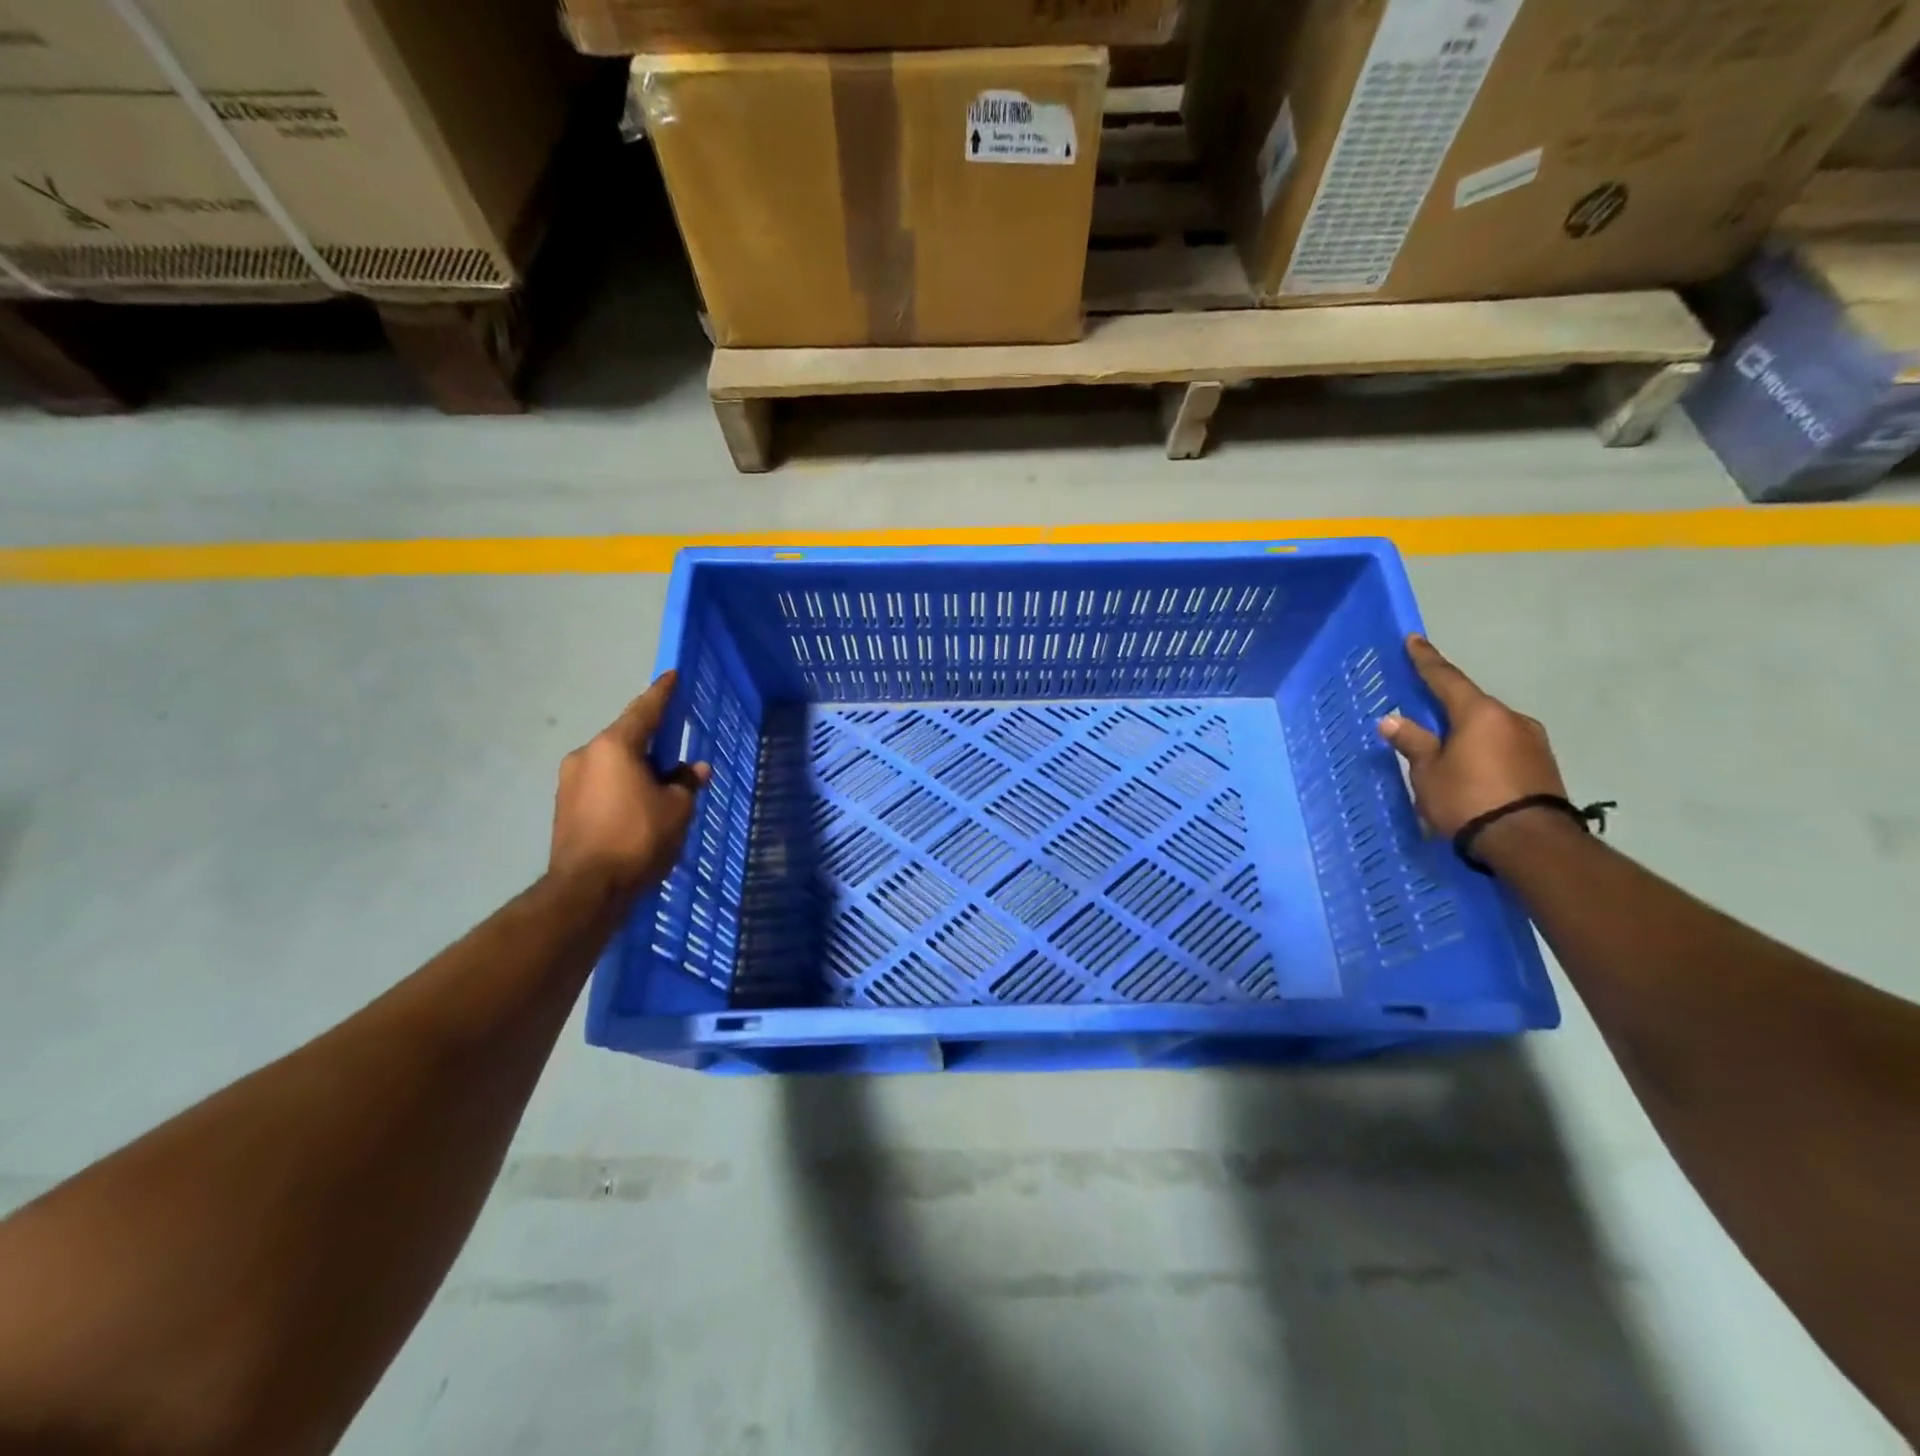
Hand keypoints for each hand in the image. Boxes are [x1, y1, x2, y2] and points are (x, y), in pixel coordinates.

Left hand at [550, 672, 709, 896]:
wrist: (587, 890)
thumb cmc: (638, 838)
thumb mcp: (677, 808)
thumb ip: (686, 782)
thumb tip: (694, 769)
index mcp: (614, 747)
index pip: (645, 710)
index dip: (662, 693)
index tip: (671, 675)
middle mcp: (586, 756)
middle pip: (626, 738)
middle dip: (652, 742)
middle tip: (676, 750)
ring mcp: (569, 782)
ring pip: (612, 764)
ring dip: (636, 769)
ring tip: (660, 787)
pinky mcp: (564, 807)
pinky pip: (601, 785)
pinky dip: (621, 788)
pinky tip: (638, 807)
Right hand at [1376, 635, 1565, 838]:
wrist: (1530, 843)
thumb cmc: (1468, 799)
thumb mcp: (1428, 772)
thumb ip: (1413, 742)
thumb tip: (1393, 720)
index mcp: (1479, 713)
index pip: (1446, 678)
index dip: (1426, 660)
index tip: (1414, 640)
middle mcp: (1511, 719)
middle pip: (1470, 704)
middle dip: (1446, 705)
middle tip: (1422, 708)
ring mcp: (1532, 743)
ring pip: (1488, 728)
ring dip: (1465, 732)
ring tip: (1444, 750)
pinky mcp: (1542, 766)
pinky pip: (1502, 748)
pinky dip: (1482, 751)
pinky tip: (1469, 768)